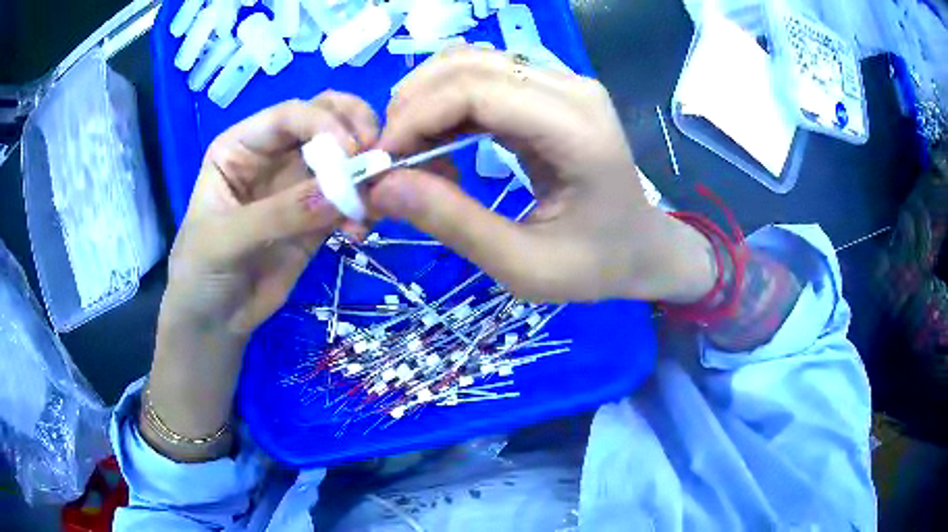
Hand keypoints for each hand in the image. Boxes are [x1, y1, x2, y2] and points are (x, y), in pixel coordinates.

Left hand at [163, 93, 377, 335]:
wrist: (214, 321)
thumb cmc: (200, 272)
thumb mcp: (226, 239)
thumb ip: (277, 214)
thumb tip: (339, 194)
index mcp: (242, 146)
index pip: (289, 115)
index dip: (323, 123)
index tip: (351, 151)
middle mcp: (273, 155)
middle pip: (326, 118)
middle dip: (356, 129)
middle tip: (376, 156)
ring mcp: (298, 185)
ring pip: (344, 156)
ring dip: (366, 170)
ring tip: (373, 201)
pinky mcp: (317, 217)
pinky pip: (349, 199)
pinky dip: (364, 208)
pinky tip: (360, 233)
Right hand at [372, 49, 714, 302]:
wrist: (641, 248)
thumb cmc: (595, 265)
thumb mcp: (524, 265)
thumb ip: (454, 223)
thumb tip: (381, 188)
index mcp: (577, 130)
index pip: (476, 90)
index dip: (417, 116)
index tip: (383, 162)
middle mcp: (571, 89)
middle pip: (469, 65)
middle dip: (414, 105)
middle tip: (390, 159)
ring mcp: (563, 84)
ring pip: (471, 62)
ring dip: (427, 100)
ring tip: (411, 152)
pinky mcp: (551, 90)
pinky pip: (485, 78)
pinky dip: (449, 104)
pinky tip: (438, 142)